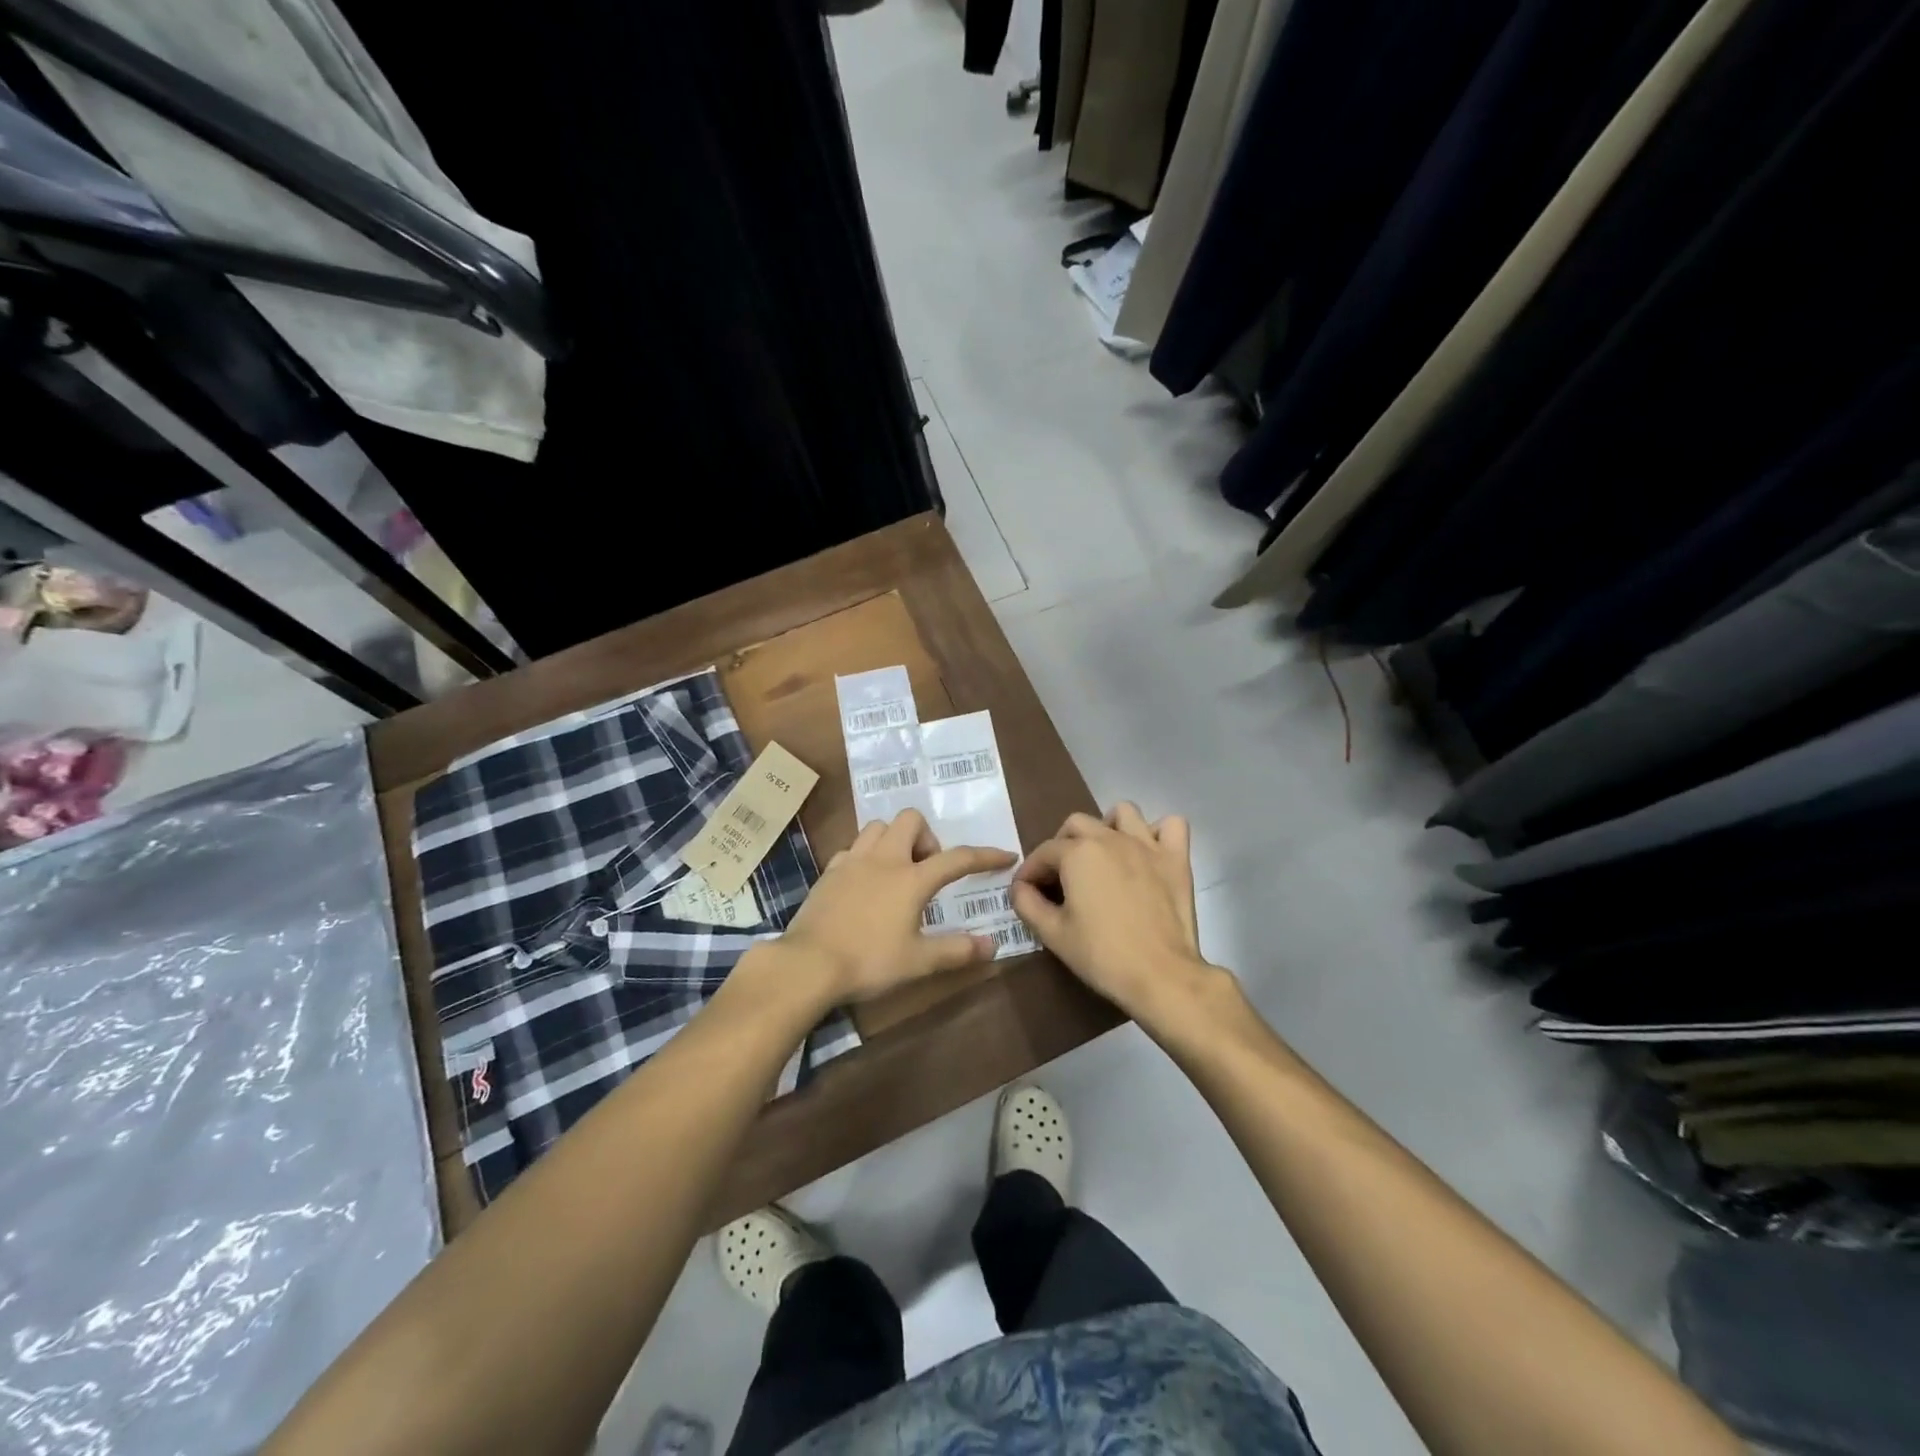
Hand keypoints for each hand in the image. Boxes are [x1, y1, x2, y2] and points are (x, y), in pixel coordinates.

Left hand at [779, 809, 1015, 1002]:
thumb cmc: (869, 961)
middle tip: (927, 870)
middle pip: (910, 820)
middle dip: (926, 837)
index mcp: (911, 878)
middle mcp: (884, 859)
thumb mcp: (919, 962)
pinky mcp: (829, 871)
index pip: (958, 858)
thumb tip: (992, 946)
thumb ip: (957, 950)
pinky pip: (853, 848)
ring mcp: (852, 861)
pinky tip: (866, 883)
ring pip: (878, 827)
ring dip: (895, 840)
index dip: (985, 855)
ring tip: (898, 872)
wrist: (808, 964)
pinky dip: (866, 856)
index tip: (1005, 855)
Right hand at [1011, 803, 1215, 1021]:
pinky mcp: (1176, 859)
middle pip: (1077, 825)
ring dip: (1108, 827)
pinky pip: (1172, 825)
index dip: (1030, 871)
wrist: (1160, 975)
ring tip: (1103, 855)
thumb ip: (1027, 904)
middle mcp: (1110, 838)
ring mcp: (1147, 845)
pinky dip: (1158, 832)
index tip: (1026, 892)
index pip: (1043, 852)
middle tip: (1060, 876)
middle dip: (1062, 845)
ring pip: (1123, 813)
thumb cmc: (1101, 955)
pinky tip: (1148, 853)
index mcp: (1077, 853)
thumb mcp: (1053, 934)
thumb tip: (1019, 888)